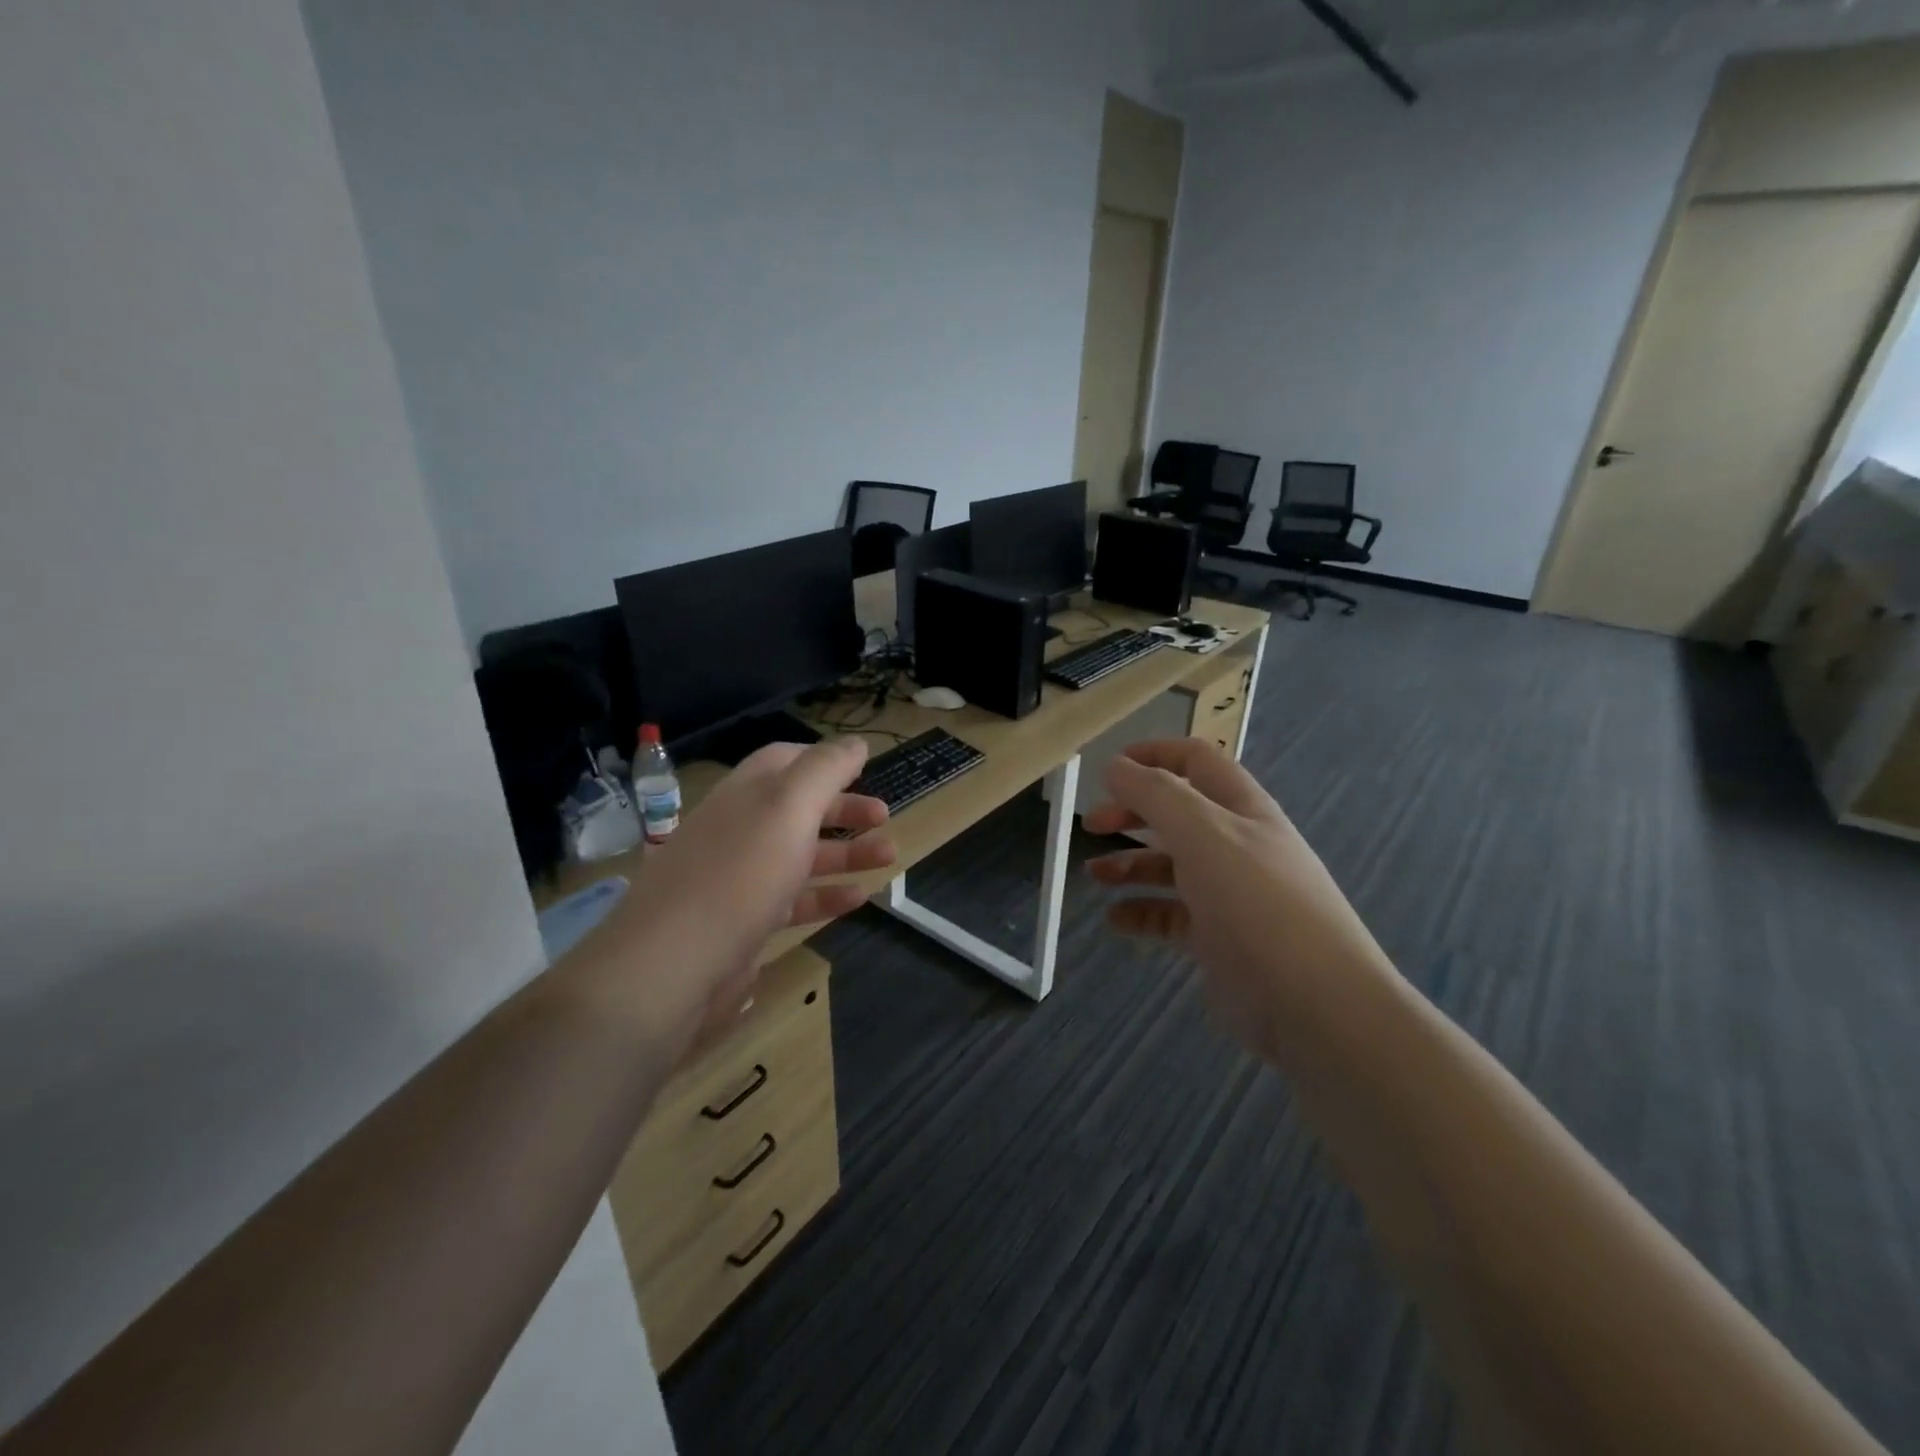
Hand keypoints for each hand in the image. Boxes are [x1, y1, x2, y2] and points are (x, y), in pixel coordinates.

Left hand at [576, 738, 894, 1058]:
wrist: (671, 966)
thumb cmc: (739, 874)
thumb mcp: (788, 808)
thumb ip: (825, 770)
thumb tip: (855, 743)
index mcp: (746, 794)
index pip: (784, 760)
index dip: (823, 760)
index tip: (863, 768)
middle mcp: (740, 830)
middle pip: (798, 808)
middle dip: (844, 808)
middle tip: (885, 817)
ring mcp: (740, 879)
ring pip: (800, 855)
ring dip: (846, 852)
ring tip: (888, 857)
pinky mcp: (744, 923)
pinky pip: (794, 901)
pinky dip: (827, 896)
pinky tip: (858, 899)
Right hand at [1084, 739, 1391, 1059]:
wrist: (1314, 1003)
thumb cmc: (1257, 902)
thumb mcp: (1203, 833)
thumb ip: (1155, 794)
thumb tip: (1115, 765)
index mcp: (1240, 808)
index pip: (1195, 761)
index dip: (1153, 754)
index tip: (1108, 769)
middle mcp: (1235, 844)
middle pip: (1176, 813)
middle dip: (1131, 811)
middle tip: (1091, 824)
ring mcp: (1228, 894)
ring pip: (1170, 866)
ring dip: (1130, 863)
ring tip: (1095, 875)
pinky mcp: (1218, 939)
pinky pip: (1170, 915)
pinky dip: (1141, 912)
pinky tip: (1115, 920)